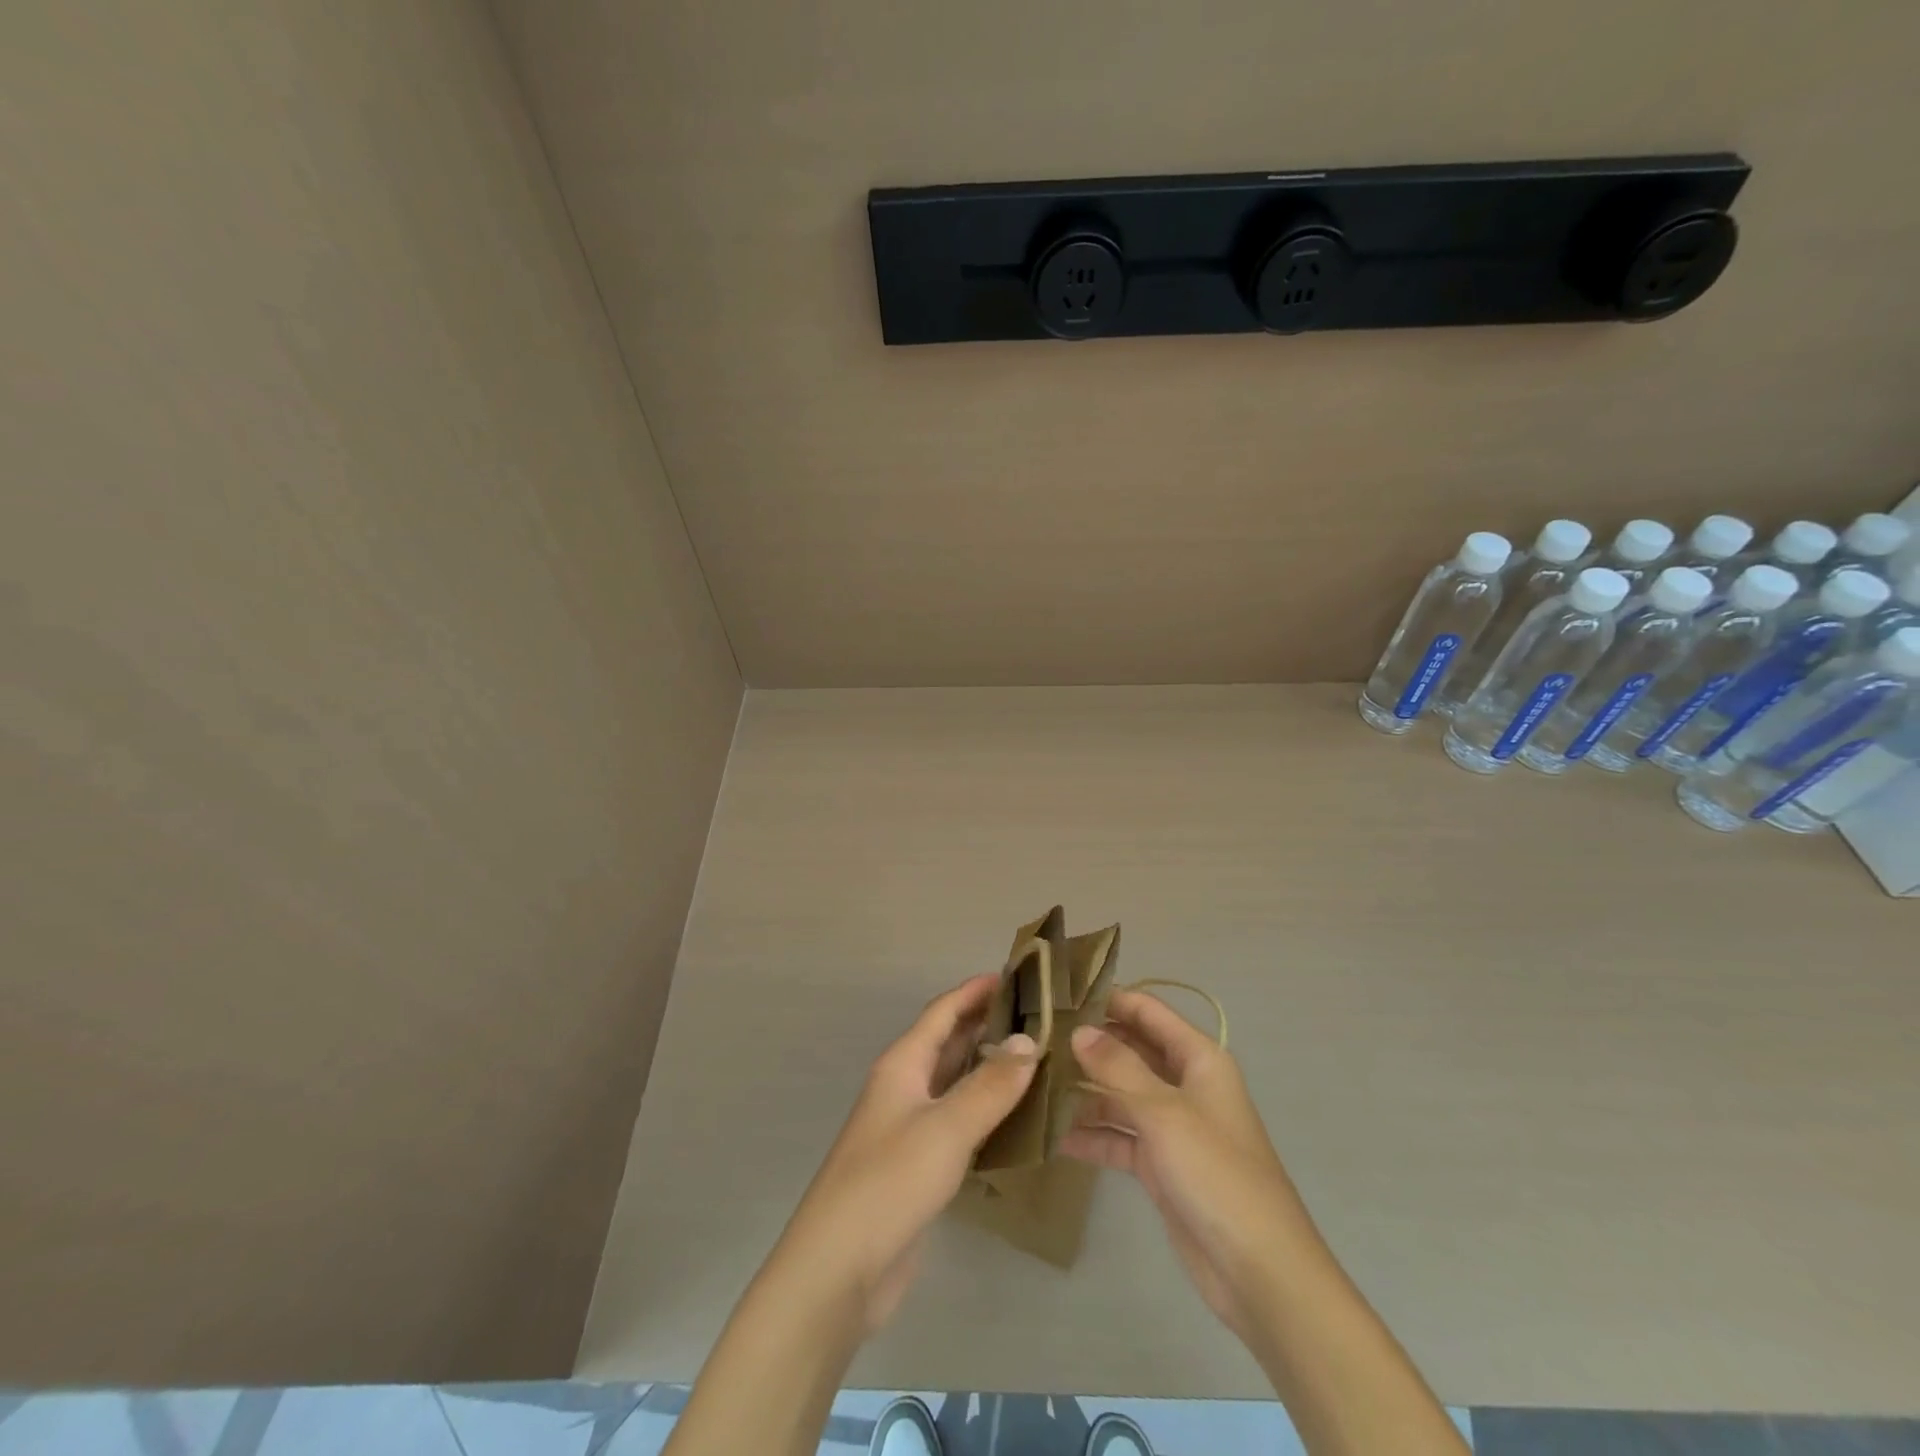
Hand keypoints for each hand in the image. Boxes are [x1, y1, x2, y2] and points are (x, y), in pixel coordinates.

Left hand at [772, 973, 1037, 1331]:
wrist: (839, 1270)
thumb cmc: (889, 1183)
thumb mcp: (945, 1128)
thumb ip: (990, 1085)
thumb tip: (1029, 1042)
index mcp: (903, 1065)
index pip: (943, 1012)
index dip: (976, 991)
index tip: (1017, 975)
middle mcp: (905, 1087)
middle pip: (949, 1043)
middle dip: (988, 1026)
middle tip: (1040, 1017)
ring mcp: (910, 1128)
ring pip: (956, 1083)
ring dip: (990, 1069)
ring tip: (1039, 1059)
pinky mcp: (919, 1166)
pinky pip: (959, 1123)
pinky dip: (987, 1112)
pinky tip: (1019, 1118)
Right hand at [1060, 989, 1324, 1341]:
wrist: (1259, 1271)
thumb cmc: (1216, 1174)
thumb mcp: (1164, 1113)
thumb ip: (1118, 1068)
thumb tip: (1079, 1030)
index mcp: (1198, 1058)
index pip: (1147, 1011)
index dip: (1108, 999)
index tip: (1059, 996)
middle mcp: (1185, 1084)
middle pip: (1131, 1050)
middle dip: (1089, 1046)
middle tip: (1036, 1040)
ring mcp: (1172, 1125)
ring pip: (1120, 1095)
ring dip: (1084, 1091)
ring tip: (1033, 1084)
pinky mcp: (1160, 1164)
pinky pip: (1119, 1137)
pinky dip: (1091, 1135)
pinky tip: (1052, 1136)